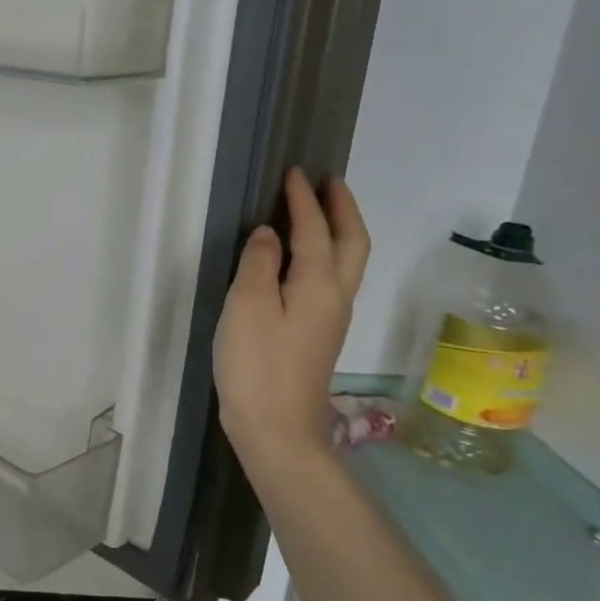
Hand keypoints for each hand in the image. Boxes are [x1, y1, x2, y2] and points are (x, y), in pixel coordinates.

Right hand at [214, 170, 369, 476]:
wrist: (276, 427)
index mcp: (319, 284)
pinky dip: (326, 253)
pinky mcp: (319, 334)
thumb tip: (269, 233)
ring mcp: (331, 318)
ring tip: (320, 209)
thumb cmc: (257, 363)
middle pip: (352, 243)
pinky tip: (303, 257)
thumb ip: (259, 262)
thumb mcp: (247, 305)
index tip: (294, 173)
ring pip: (347, 261)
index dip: (304, 200)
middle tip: (327, 182)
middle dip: (342, 209)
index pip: (316, 230)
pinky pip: (332, 278)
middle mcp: (336, 296)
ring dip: (338, 229)